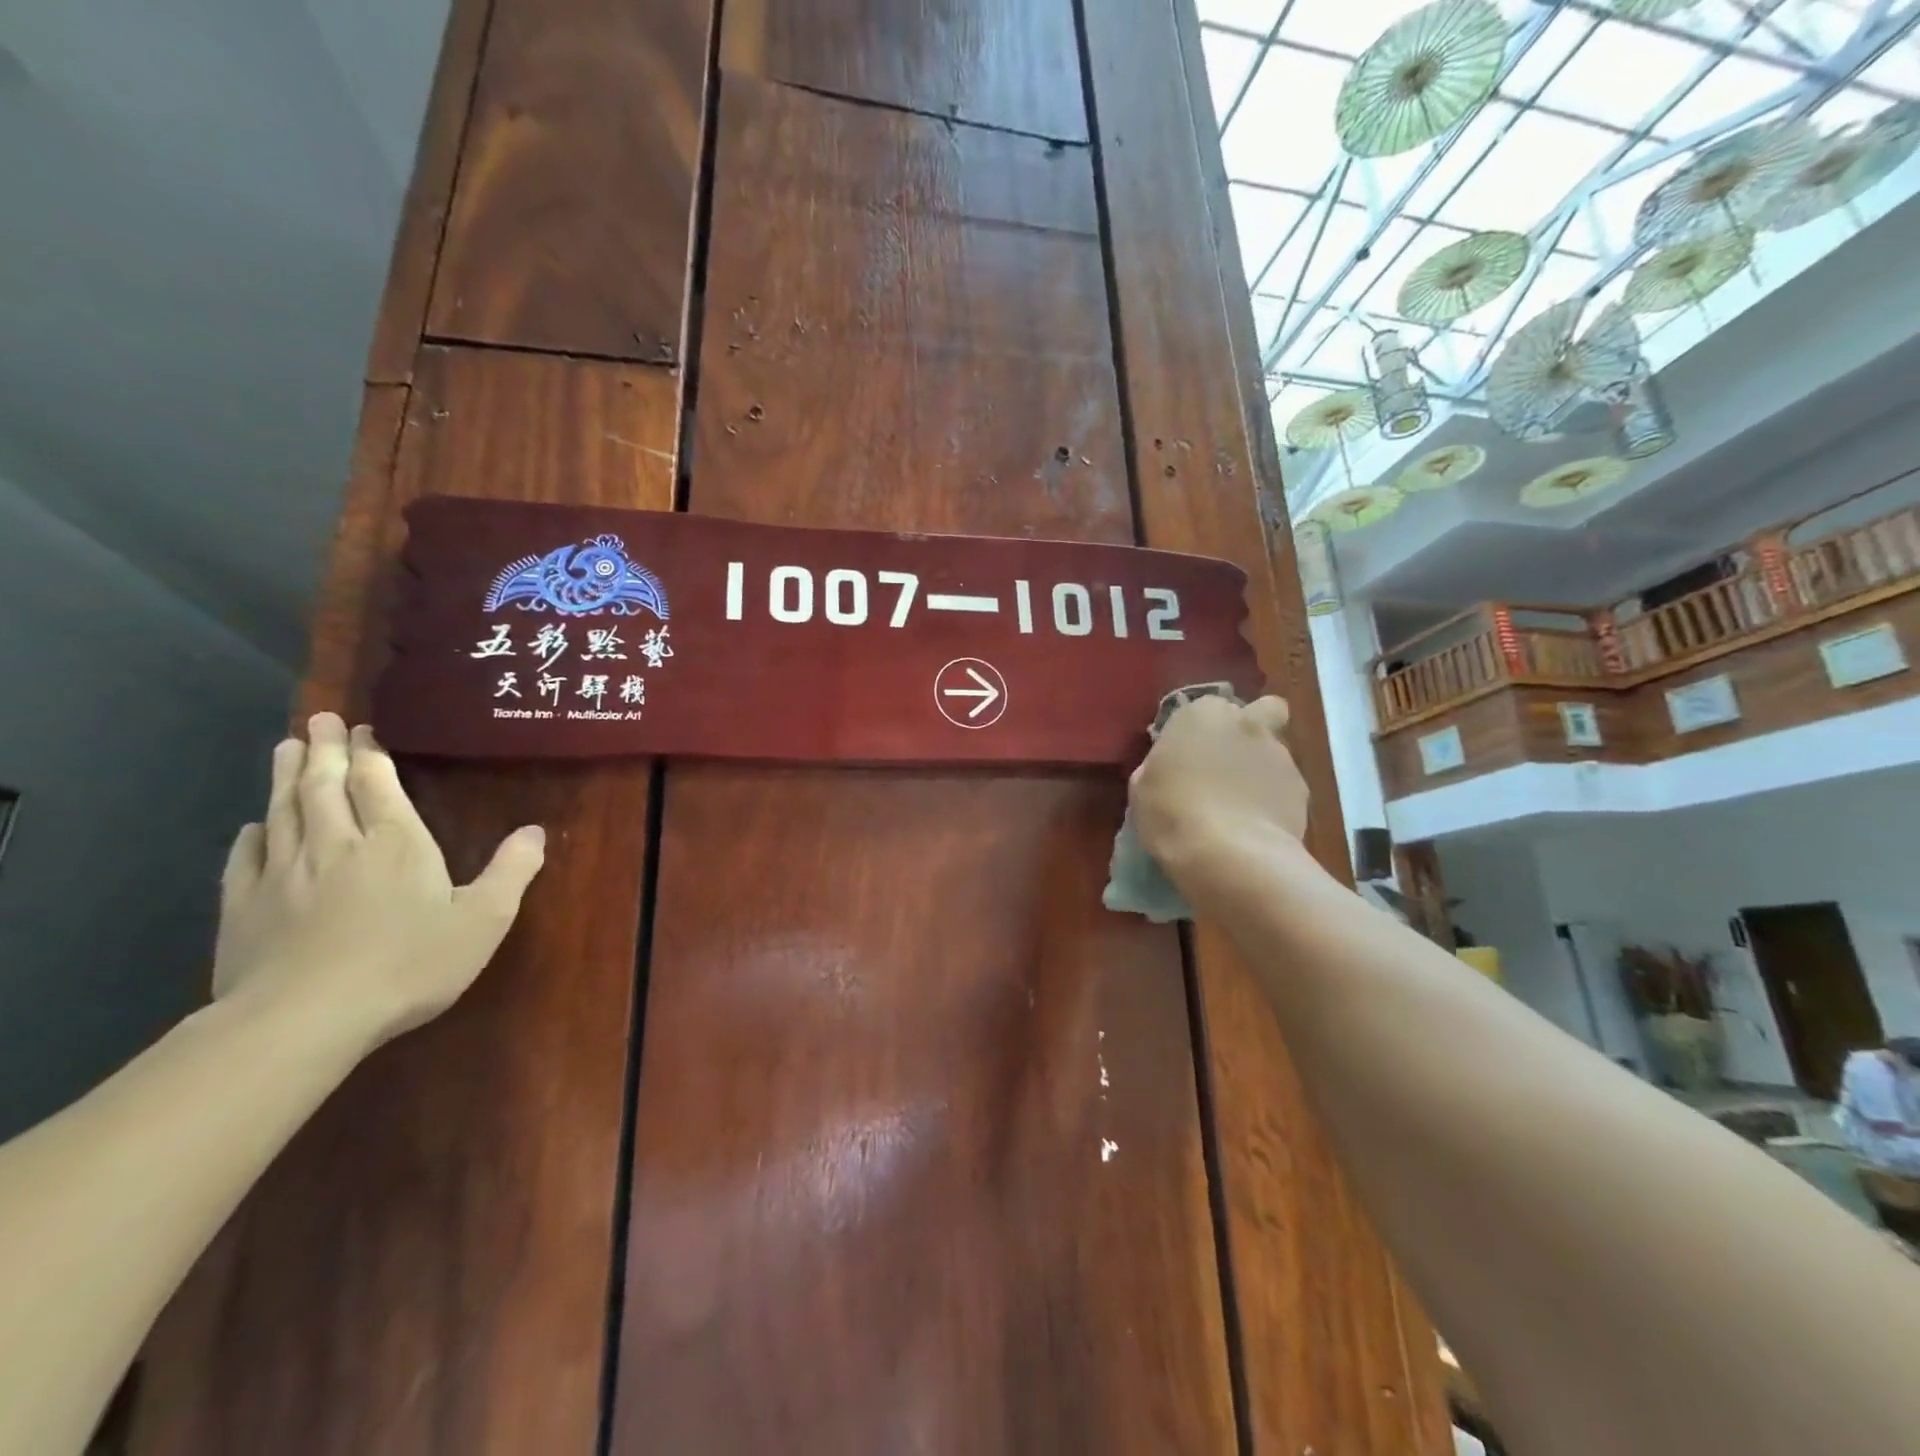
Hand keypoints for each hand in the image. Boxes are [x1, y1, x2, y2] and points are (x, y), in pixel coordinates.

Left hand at [213, 713, 545, 1047]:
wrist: (304, 1019)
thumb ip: (512, 871)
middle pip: (324, 785)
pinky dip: (254, 833)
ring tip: (286, 747)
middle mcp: (335, 844)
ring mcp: (283, 873)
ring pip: (284, 810)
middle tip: (319, 720)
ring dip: (286, 777)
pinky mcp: (244, 906)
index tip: (361, 729)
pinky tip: (255, 826)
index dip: (369, 753)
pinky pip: (246, 857)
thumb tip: (536, 832)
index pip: (376, 783)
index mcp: (394, 842)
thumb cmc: (408, 964)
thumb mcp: (483, 919)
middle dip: (323, 750)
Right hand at [1128, 695, 1308, 869]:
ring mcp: (1280, 754)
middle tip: (1228, 762)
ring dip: (1260, 768)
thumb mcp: (1142, 786)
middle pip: (1260, 711)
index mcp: (1202, 714)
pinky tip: (1257, 825)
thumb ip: (1160, 763)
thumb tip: (1171, 764)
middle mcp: (1246, 723)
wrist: (1228, 854)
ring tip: (1241, 805)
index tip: (1186, 755)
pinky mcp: (1302, 789)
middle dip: (1249, 729)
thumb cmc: (1172, 813)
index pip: (1204, 707)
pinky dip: (1273, 799)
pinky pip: (1284, 786)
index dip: (1197, 730)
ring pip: (1274, 751)